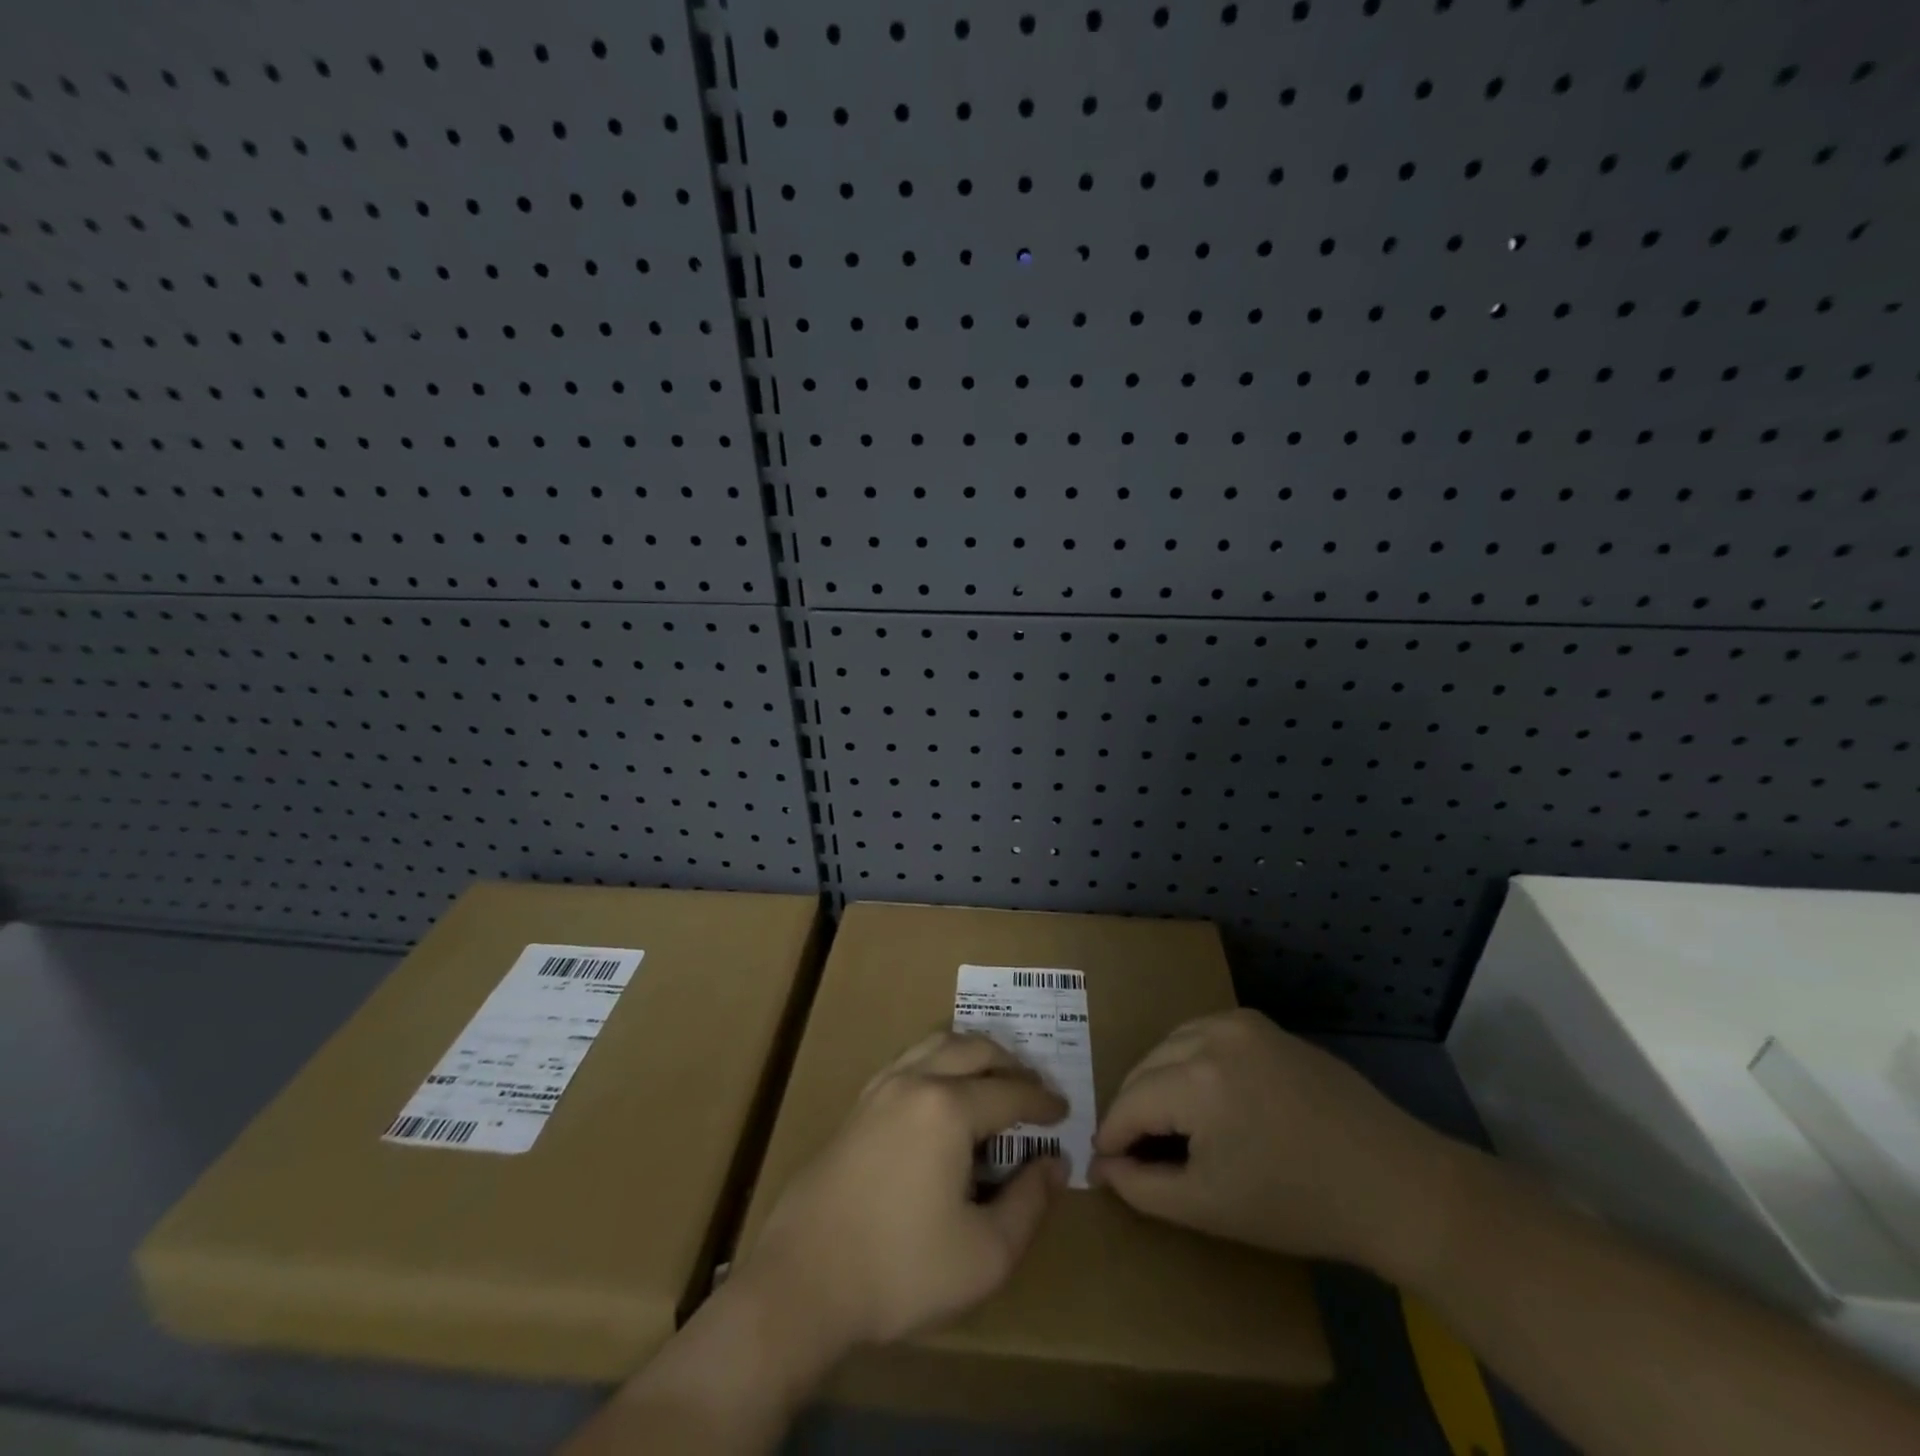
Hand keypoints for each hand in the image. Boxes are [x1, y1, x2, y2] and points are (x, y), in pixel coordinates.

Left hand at [742, 1031, 1067, 1351]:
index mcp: (949, 1109)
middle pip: (974, 1050)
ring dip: (972, 1053)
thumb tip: (1054, 1164)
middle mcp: (916, 1081)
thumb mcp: (984, 1254)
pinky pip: (909, 1059)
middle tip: (1033, 1089)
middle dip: (1011, 1064)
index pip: (1010, 1092)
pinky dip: (938, 1060)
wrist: (803, 1280)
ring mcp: (881, 1088)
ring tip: (992, 1077)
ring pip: (937, 1044)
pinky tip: (942, 1092)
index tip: (1063, 1111)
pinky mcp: (858, 1104)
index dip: (1042, 1102)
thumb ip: (1029, 1204)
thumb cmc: (900, 1270)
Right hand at [1089, 1009, 1450, 1271]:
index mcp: (1197, 1079)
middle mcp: (1212, 1035)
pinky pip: (1204, 1034)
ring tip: (1168, 1123)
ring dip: (1159, 1079)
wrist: (1395, 1184)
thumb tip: (1103, 1165)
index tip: (1103, 1162)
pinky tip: (1205, 1095)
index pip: (1130, 1101)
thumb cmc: (1298, 1204)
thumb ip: (1143, 1187)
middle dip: (1134, 1107)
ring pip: (1171, 1043)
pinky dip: (1189, 1060)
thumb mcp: (1209, 1208)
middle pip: (1147, 1067)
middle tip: (1135, 1149)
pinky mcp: (1264, 1025)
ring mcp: (1241, 1023)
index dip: (1112, 1135)